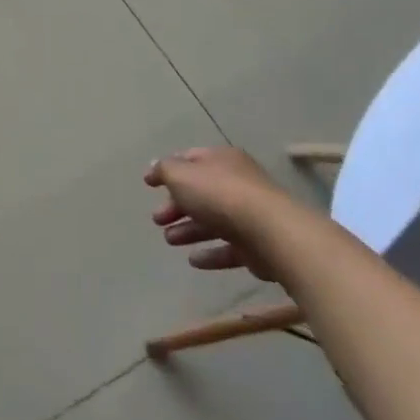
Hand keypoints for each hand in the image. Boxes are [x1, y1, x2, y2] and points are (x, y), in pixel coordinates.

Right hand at [146, 146, 286, 282]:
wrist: (270, 232)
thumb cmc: (220, 195)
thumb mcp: (182, 175)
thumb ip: (165, 170)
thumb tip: (154, 167)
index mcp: (221, 160)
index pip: (190, 159)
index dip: (168, 170)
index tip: (149, 184)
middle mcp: (237, 182)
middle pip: (200, 192)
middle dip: (176, 205)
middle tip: (157, 219)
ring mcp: (249, 214)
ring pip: (213, 220)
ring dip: (189, 229)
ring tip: (169, 240)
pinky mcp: (257, 245)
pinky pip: (228, 248)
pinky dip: (210, 253)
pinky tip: (193, 260)